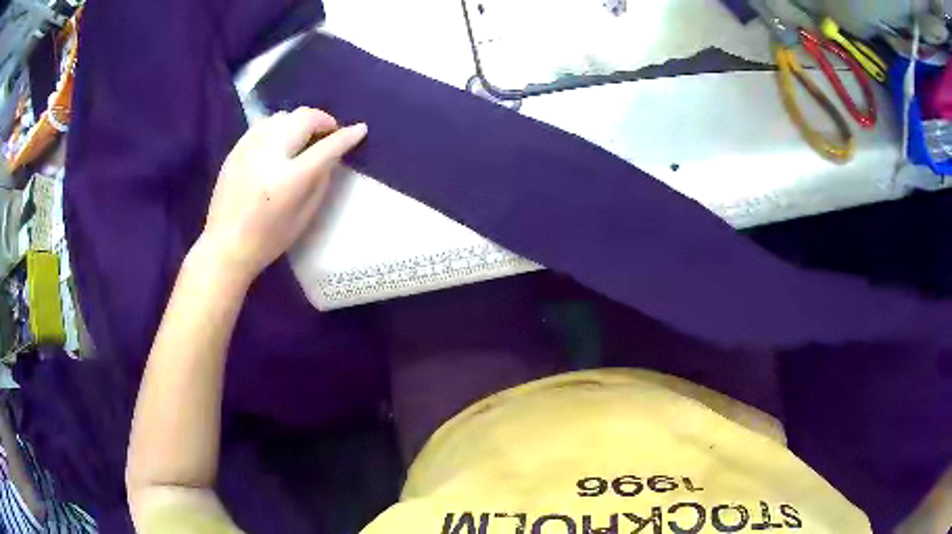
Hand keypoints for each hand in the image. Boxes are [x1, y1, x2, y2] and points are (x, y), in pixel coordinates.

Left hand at [198, 107, 366, 283]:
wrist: (225, 246)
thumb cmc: (268, 239)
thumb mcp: (304, 217)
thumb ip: (321, 181)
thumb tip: (332, 155)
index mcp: (288, 179)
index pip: (326, 148)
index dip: (346, 136)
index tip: (360, 130)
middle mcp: (268, 154)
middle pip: (303, 119)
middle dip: (323, 121)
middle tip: (329, 134)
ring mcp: (249, 147)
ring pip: (283, 116)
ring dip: (300, 122)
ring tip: (304, 137)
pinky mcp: (236, 148)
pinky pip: (264, 124)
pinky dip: (279, 126)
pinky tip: (281, 142)